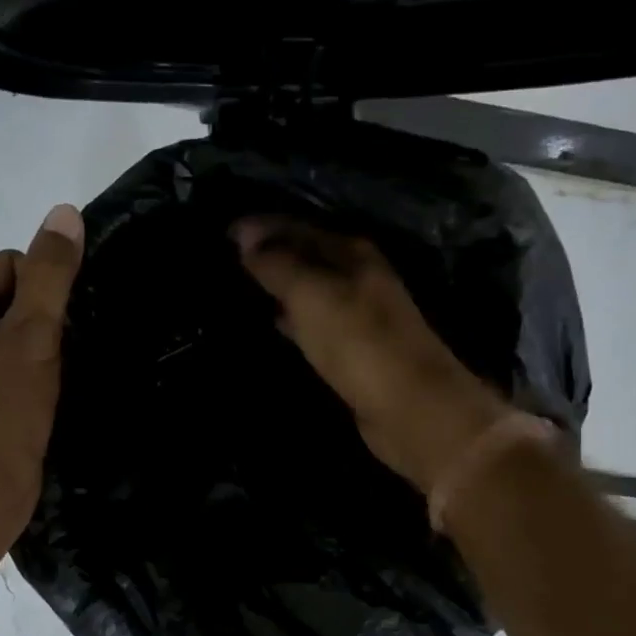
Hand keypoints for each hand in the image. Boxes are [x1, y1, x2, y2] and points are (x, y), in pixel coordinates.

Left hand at [0, 204, 84, 541]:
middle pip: (13, 298)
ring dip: (42, 348)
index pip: (10, 265)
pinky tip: (48, 394)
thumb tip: (65, 212)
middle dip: (44, 321)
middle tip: (61, 355)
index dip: (44, 290)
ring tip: (58, 376)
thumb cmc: (3, 408)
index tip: (57, 329)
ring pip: (14, 334)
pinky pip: (9, 365)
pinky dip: (33, 372)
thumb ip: (51, 274)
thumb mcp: (33, 334)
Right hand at [232, 216, 510, 493]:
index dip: (262, 228)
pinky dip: (294, 319)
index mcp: (352, 254)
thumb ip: (278, 264)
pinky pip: (316, 323)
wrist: (411, 408)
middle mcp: (359, 277)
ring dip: (282, 287)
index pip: (299, 228)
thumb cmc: (359, 343)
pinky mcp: (356, 350)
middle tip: (230, 257)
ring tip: (245, 287)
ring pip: (312, 290)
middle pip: (308, 256)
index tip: (225, 231)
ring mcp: (360, 315)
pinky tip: (277, 324)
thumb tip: (244, 235)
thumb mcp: (312, 295)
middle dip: (271, 254)